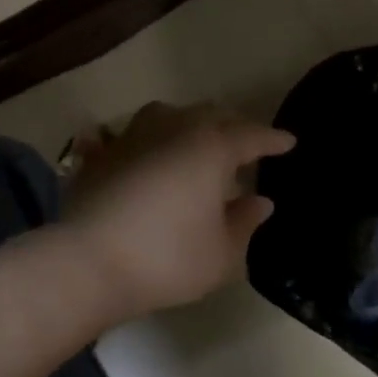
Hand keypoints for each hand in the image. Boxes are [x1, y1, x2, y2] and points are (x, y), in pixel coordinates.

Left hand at [59, 102, 294, 318]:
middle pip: (209, 116)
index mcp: (210, 148)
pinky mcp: (101, 153)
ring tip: (194, 142)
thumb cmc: (167, 258)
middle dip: (232, 126)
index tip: (288, 143)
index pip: (250, 136)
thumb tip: (259, 201)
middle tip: (246, 144)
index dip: (272, 140)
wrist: (89, 262)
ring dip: (187, 124)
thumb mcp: (221, 253)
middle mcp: (172, 129)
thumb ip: (244, 223)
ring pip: (167, 114)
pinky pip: (129, 135)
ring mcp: (132, 136)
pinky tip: (141, 153)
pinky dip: (144, 140)